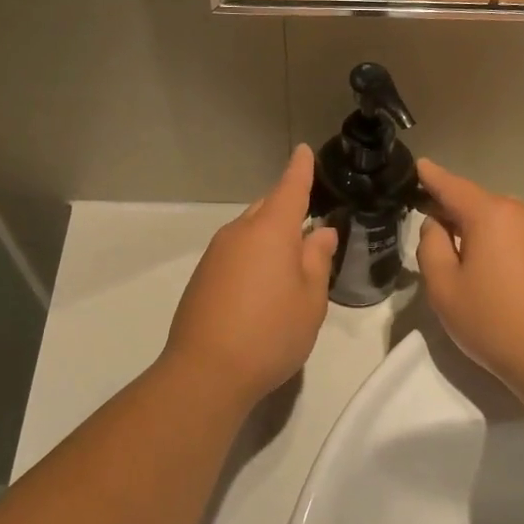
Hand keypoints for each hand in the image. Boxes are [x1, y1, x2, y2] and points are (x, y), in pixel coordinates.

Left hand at [163, 145, 337, 403]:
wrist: (206, 372)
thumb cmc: (271, 332)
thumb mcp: (310, 299)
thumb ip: (317, 260)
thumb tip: (321, 232)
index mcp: (270, 230)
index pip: (289, 188)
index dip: (300, 169)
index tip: (304, 151)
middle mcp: (239, 233)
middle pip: (266, 208)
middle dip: (286, 208)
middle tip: (310, 224)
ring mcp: (215, 254)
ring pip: (249, 231)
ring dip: (269, 236)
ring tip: (290, 261)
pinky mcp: (202, 278)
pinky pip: (235, 252)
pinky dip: (252, 256)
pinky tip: (262, 284)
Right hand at [413, 158, 523, 395]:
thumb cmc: (494, 323)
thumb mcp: (444, 288)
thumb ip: (431, 246)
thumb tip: (437, 224)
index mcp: (492, 215)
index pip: (453, 186)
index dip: (432, 177)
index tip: (419, 166)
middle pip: (481, 204)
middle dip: (458, 213)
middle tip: (437, 236)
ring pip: (506, 222)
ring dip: (486, 233)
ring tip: (472, 265)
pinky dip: (509, 247)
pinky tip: (505, 279)